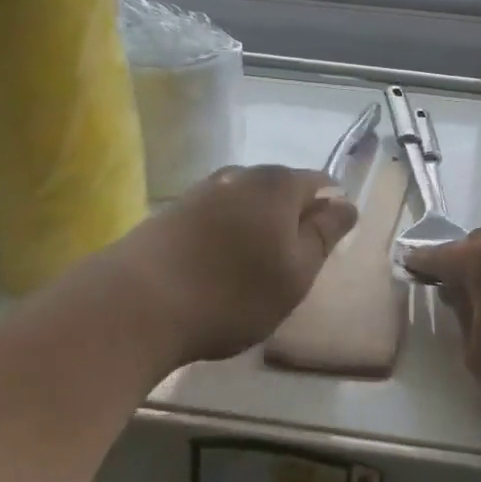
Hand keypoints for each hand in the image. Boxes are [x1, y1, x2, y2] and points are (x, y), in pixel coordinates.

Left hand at [34, 165, 357, 376]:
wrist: (136, 305)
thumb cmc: (232, 292)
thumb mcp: (296, 272)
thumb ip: (324, 234)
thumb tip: (345, 203)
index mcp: (278, 184)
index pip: (320, 182)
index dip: (330, 210)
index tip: (327, 245)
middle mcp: (240, 176)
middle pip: (280, 190)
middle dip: (291, 219)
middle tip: (293, 263)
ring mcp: (201, 191)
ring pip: (245, 204)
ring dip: (256, 229)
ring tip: (254, 269)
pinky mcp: (170, 213)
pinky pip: (215, 218)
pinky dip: (225, 237)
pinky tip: (217, 267)